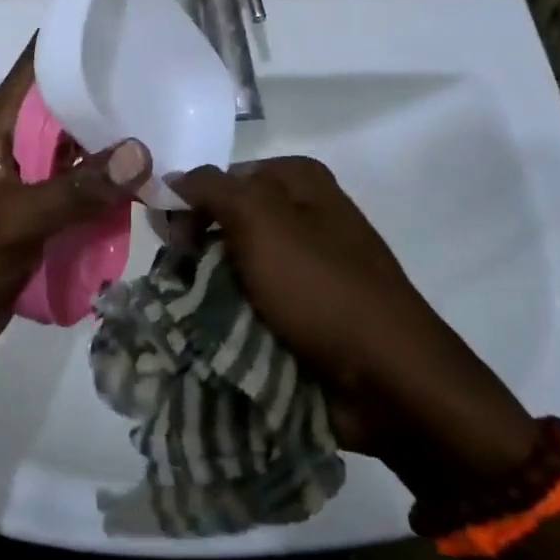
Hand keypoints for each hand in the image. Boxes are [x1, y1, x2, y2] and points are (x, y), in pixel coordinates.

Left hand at [0, 41, 150, 368]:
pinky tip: (150, 179)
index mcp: (1, 125)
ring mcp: (34, 176)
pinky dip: (111, 182)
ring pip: (81, 146)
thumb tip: (141, 151)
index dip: (75, 42)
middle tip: (166, 80)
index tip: (124, 27)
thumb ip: (76, 189)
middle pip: (68, 103)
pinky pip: (85, 184)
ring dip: (115, 142)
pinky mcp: (47, 209)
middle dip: (110, 93)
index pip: (38, 65)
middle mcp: (19, 141)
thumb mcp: (17, 219)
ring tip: (170, 125)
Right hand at [168, 157, 534, 487]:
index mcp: (300, 181)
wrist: (388, 380)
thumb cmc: (320, 285)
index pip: (223, 178)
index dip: (191, 203)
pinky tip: (212, 333)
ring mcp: (308, 267)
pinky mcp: (308, 313)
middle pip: (228, 221)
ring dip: (210, 288)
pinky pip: (256, 304)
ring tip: (188, 313)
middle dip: (197, 249)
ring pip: (237, 266)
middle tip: (177, 279)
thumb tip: (171, 179)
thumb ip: (210, 188)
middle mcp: (305, 215)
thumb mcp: (259, 218)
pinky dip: (232, 317)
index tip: (172, 239)